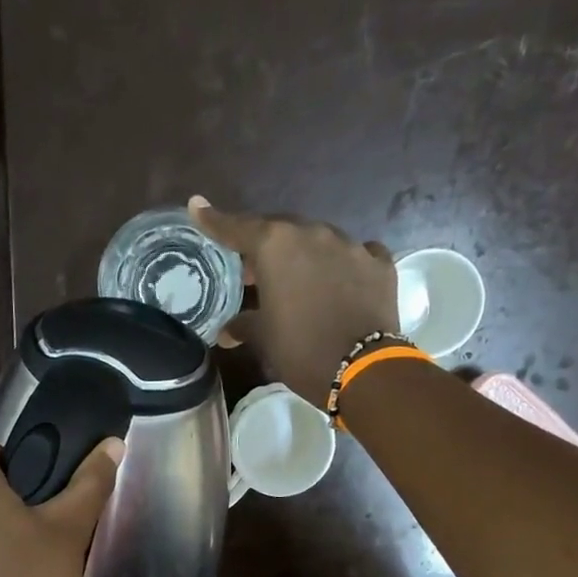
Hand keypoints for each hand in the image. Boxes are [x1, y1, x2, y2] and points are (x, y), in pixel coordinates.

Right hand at [189, 195, 399, 406]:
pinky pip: (356, 255)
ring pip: (318, 242)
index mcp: (276, 246)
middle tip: (253, 272)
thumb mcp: (264, 339)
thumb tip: (227, 331)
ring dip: (304, 257)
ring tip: (297, 282)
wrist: (361, 369)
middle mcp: (313, 234)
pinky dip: (343, 266)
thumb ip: (243, 325)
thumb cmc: (300, 350)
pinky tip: (341, 282)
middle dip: (264, 248)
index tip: (197, 206)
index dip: (214, 221)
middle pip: (280, 231)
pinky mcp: (379, 264)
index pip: (237, 228)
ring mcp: (351, 246)